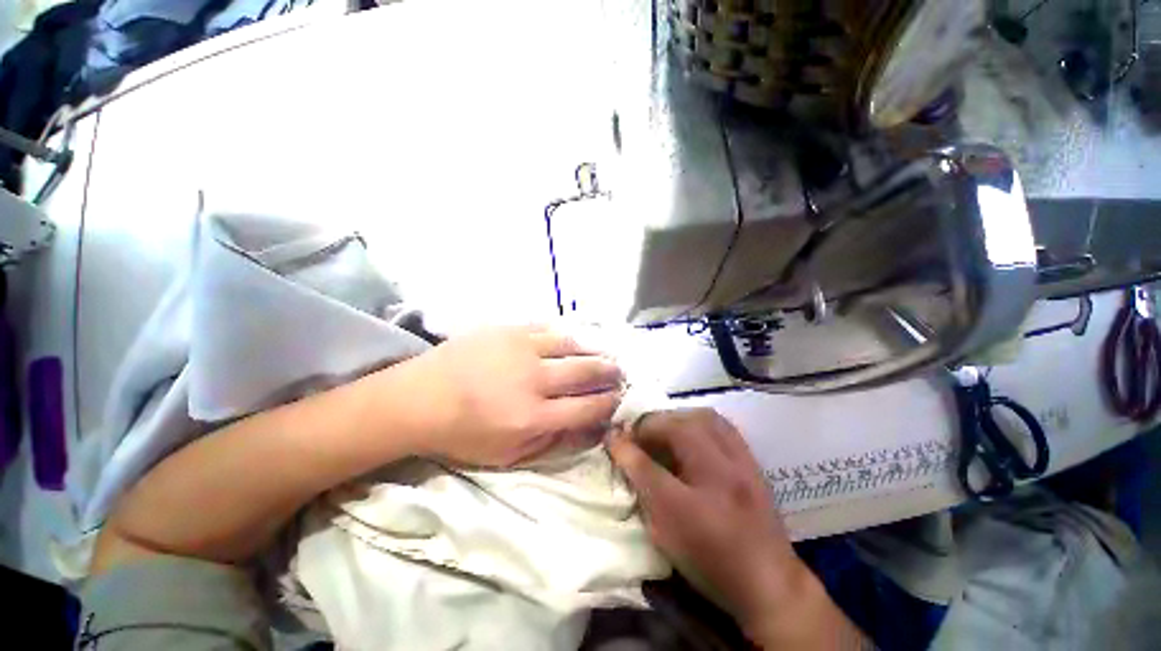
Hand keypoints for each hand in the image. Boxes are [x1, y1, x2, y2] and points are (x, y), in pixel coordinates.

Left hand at [400, 325, 622, 467]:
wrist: (419, 398)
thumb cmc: (463, 434)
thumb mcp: (509, 456)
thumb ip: (553, 444)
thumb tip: (590, 430)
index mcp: (533, 416)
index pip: (588, 407)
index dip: (610, 403)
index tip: (618, 399)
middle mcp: (534, 379)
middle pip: (586, 371)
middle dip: (610, 372)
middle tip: (619, 372)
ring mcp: (522, 348)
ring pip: (571, 344)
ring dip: (592, 350)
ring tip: (600, 354)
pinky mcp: (509, 329)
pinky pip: (548, 328)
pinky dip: (565, 336)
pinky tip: (570, 341)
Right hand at [610, 410, 870, 648]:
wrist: (768, 583)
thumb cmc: (710, 559)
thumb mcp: (665, 525)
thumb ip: (640, 479)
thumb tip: (615, 444)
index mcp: (703, 483)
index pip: (653, 454)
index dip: (629, 441)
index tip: (614, 440)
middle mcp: (726, 463)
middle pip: (682, 424)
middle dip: (653, 423)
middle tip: (637, 436)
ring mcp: (743, 459)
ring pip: (705, 417)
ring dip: (677, 418)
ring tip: (662, 431)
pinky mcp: (751, 460)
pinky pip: (723, 425)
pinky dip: (700, 421)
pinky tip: (691, 433)